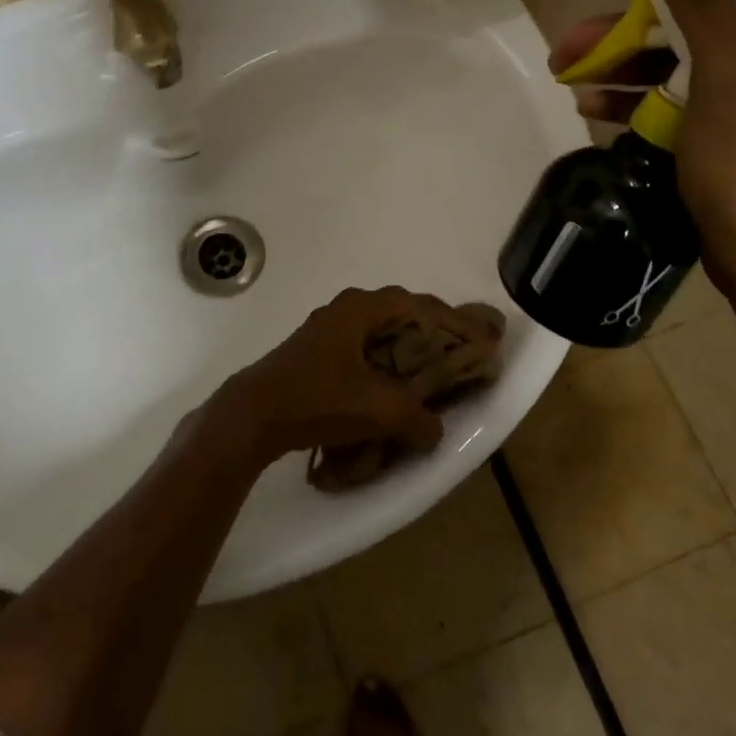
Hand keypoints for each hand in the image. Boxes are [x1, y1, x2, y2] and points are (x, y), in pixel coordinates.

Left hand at [191, 287, 493, 470]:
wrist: (253, 414)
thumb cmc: (317, 399)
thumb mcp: (377, 409)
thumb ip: (416, 418)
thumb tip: (435, 431)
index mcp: (360, 308)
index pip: (419, 304)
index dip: (454, 321)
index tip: (481, 337)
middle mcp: (344, 309)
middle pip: (400, 312)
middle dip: (433, 330)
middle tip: (461, 350)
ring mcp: (326, 329)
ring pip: (379, 330)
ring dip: (407, 345)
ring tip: (433, 368)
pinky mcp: (315, 352)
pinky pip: (363, 347)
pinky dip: (385, 359)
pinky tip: (393, 383)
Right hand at [549, 0, 735, 323]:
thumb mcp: (727, 79)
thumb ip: (704, 4)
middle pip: (679, 22)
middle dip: (618, 32)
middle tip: (564, 49)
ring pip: (668, 63)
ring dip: (616, 66)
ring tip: (566, 79)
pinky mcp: (718, 133)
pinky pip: (667, 100)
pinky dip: (630, 100)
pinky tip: (592, 109)